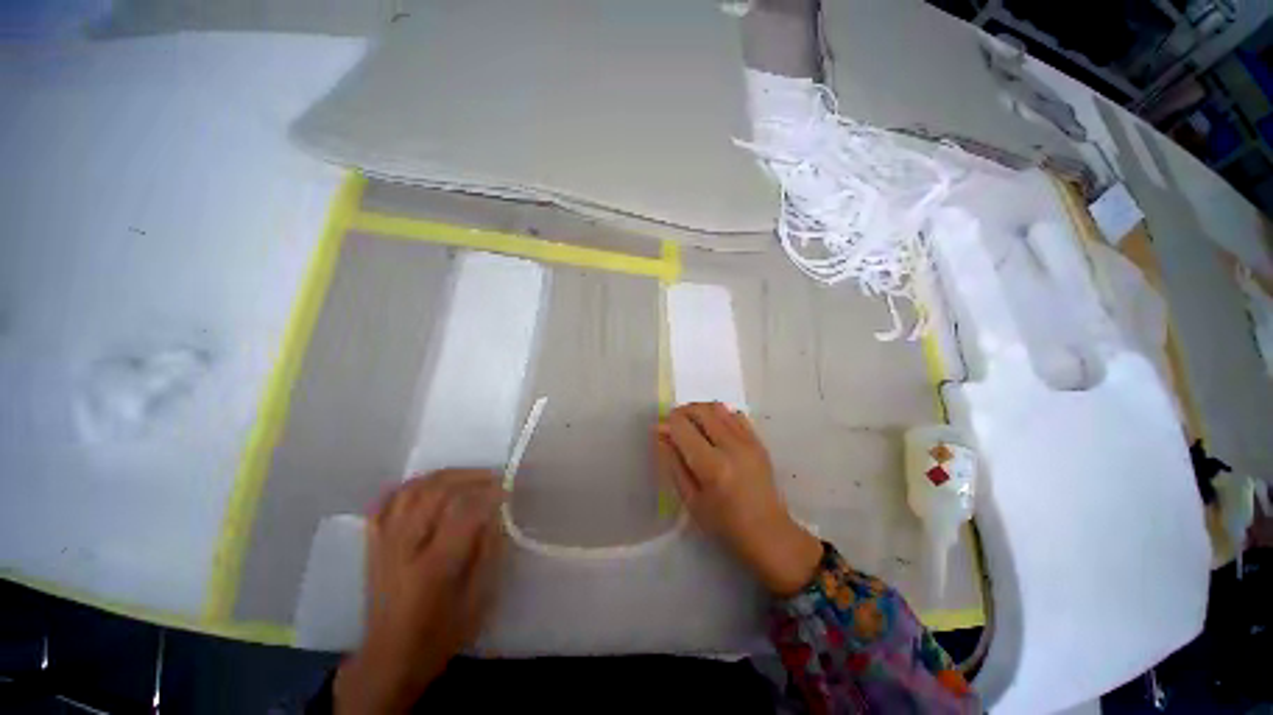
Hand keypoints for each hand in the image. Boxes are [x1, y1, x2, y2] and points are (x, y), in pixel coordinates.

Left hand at [334, 470, 504, 714]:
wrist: (388, 658)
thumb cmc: (440, 634)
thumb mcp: (477, 600)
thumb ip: (489, 552)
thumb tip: (497, 514)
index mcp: (434, 568)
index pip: (463, 512)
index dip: (489, 494)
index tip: (507, 490)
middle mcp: (405, 548)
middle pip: (436, 492)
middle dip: (470, 478)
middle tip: (492, 479)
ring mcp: (385, 543)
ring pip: (412, 490)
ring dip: (444, 476)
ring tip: (466, 477)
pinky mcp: (374, 544)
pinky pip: (387, 501)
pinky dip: (410, 485)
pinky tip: (428, 484)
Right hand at [655, 402, 821, 596]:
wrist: (768, 533)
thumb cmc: (724, 524)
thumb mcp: (690, 499)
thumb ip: (673, 463)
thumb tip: (660, 434)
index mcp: (712, 466)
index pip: (682, 427)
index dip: (667, 424)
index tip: (660, 431)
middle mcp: (732, 447)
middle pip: (700, 410)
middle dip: (681, 412)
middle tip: (674, 426)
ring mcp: (748, 441)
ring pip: (717, 407)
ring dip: (699, 411)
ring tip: (693, 427)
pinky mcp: (758, 440)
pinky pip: (734, 414)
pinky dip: (719, 415)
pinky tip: (714, 430)